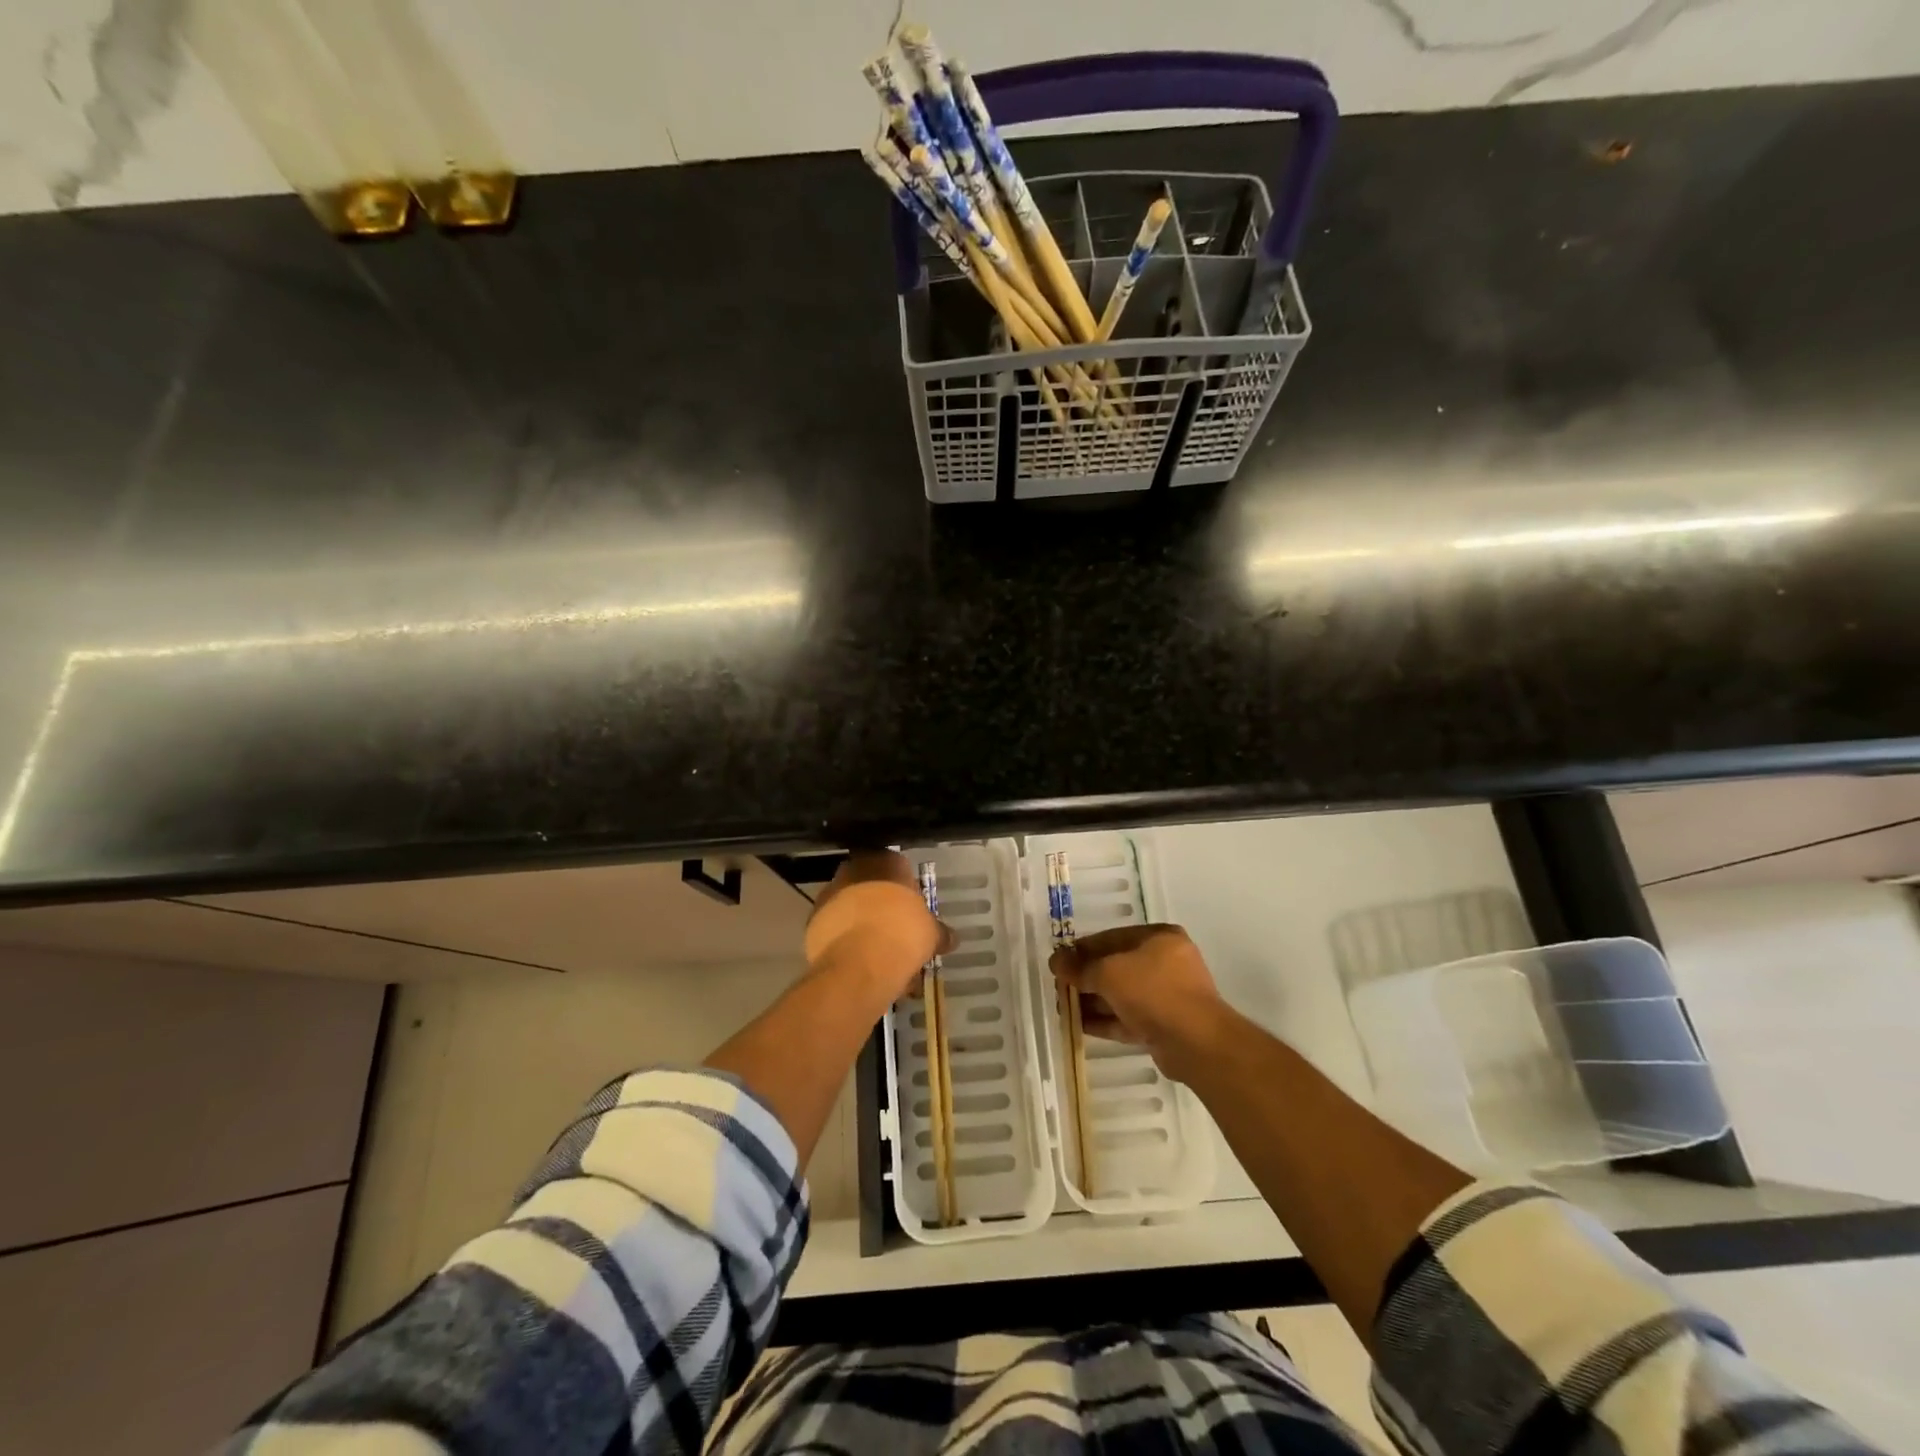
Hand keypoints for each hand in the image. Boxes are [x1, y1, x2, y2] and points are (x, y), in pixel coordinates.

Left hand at [803, 852, 952, 1002]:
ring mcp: (829, 894)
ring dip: (862, 924)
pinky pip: (834, 928)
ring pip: (851, 907)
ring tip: (877, 953)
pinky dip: (845, 941)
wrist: (860, 962)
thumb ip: (939, 932)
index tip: (912, 912)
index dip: (906, 891)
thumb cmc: (903, 934)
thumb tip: (951, 938)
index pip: (899, 867)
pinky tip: (859, 961)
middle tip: (895, 931)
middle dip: (882, 906)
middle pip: (871, 885)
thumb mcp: (931, 933)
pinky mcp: (812, 921)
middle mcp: (854, 869)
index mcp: (886, 861)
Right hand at [1050, 924, 1233, 1081]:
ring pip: (1121, 994)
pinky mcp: (1164, 1025)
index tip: (1058, 962)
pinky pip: (1128, 1017)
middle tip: (1059, 988)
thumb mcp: (1109, 972)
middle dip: (1086, 978)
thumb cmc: (1153, 991)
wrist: (1196, 1042)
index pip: (1112, 938)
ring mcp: (1167, 995)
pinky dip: (1105, 1020)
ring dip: (1092, 1001)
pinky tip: (1078, 1026)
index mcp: (1159, 938)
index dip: (1082, 949)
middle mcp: (1165, 962)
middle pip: (1116, 966)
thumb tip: (1055, 961)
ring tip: (1063, 1009)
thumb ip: (1080, 967)